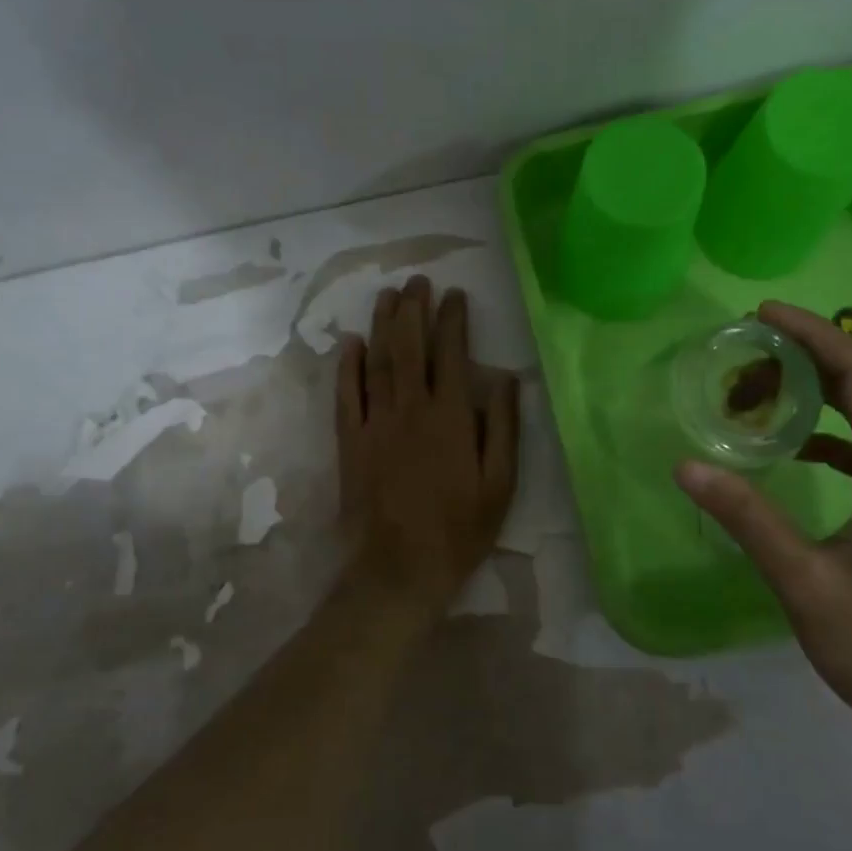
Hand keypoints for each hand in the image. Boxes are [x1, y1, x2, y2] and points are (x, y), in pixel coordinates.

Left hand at [338, 277, 519, 612]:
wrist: (400, 569)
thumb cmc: (459, 530)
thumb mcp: (500, 484)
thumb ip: (502, 428)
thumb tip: (505, 379)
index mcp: (450, 417)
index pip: (451, 354)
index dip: (452, 320)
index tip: (455, 295)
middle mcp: (410, 409)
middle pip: (409, 347)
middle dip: (414, 309)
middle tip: (417, 281)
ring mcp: (375, 423)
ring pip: (377, 362)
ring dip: (382, 325)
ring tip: (388, 296)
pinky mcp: (350, 442)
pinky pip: (346, 395)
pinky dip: (348, 366)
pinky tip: (351, 343)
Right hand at [676, 302, 851, 765]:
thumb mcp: (805, 583)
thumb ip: (747, 519)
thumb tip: (688, 465)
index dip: (816, 335)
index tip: (764, 314)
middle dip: (809, 357)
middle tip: (748, 352)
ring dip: (818, 395)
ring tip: (759, 392)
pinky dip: (828, 433)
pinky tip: (792, 449)